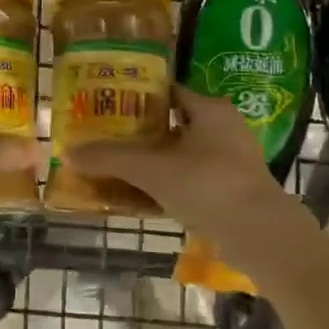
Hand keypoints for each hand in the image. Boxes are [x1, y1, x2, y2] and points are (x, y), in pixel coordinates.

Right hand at [67, 88, 314, 262]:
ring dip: (153, 161)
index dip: (136, 96)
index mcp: (210, 109)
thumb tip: (68, 152)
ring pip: (181, 155)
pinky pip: (190, 180)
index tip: (107, 105)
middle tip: (106, 137)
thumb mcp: (152, 169)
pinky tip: (141, 197)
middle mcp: (224, 128)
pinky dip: (167, 184)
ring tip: (117, 167)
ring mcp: (231, 161)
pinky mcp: (232, 191)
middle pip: (172, 124)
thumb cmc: (207, 185)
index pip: (167, 91)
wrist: (261, 236)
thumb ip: (111, 158)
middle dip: (140, 132)